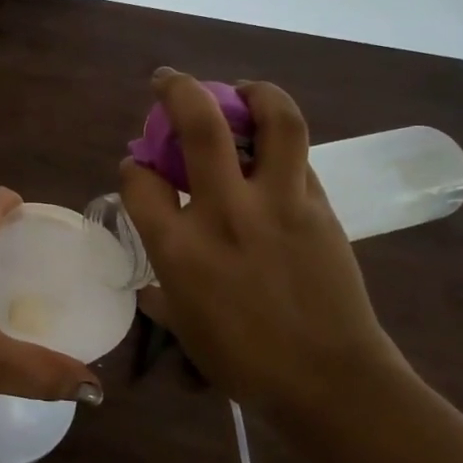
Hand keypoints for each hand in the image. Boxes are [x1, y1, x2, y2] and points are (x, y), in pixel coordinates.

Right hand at [120, 71, 407, 422]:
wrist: (330, 382)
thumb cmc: (244, 362)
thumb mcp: (184, 328)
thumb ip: (162, 293)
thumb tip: (151, 285)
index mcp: (178, 247)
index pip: (139, 180)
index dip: (132, 168)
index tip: (138, 169)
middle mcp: (225, 211)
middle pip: (200, 124)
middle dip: (178, 89)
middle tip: (168, 80)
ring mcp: (279, 204)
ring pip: (275, 121)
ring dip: (255, 93)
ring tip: (243, 90)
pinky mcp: (319, 208)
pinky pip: (300, 158)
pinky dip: (282, 144)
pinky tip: (274, 151)